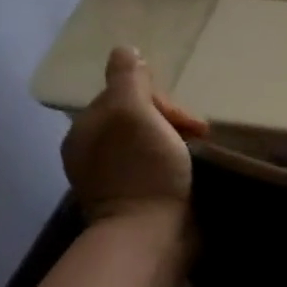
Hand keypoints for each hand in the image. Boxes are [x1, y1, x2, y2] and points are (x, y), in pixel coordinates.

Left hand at [59, 47, 208, 222]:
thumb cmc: (143, 169)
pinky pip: (157, 164)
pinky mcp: (135, 199)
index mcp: (86, 130)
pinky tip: (191, 167)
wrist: (151, 237)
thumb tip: (124, 50)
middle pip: (139, 116)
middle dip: (171, 119)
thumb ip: (128, 78)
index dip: (157, 98)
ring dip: (177, 139)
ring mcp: (114, 178)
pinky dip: (175, 161)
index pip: (126, 94)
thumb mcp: (133, 112)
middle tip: (198, 134)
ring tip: (200, 150)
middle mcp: (94, 152)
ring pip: (151, 139)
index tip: (181, 117)